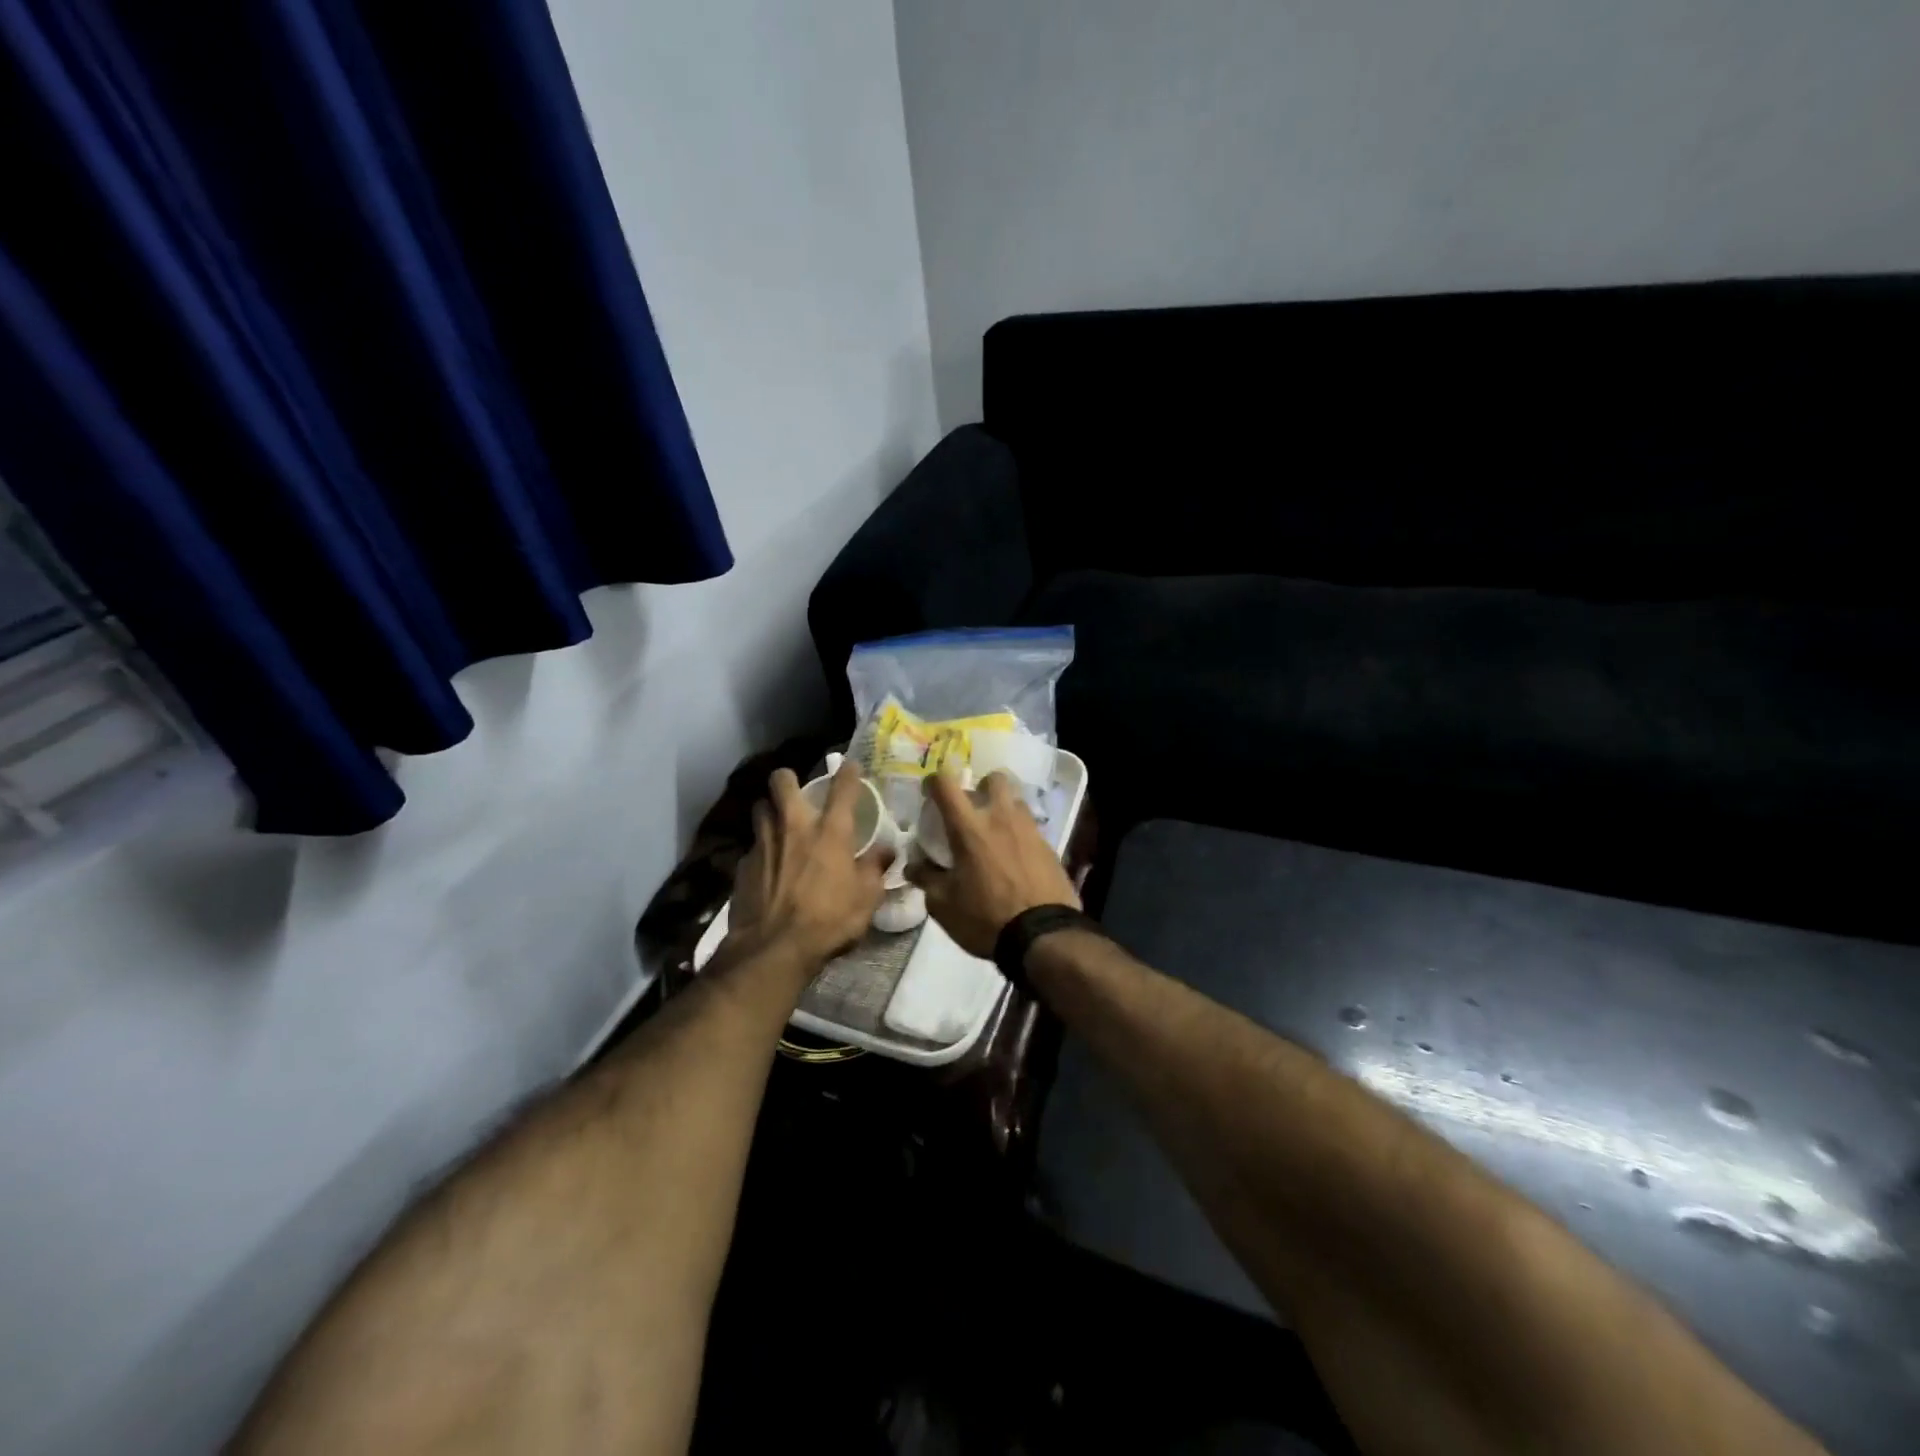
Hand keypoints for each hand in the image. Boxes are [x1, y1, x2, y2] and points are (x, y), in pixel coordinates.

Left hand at [728, 763, 891, 970]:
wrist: (773, 950)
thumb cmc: (829, 921)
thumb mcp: (866, 899)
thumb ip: (875, 868)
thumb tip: (886, 850)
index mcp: (830, 832)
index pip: (842, 788)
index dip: (849, 772)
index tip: (851, 767)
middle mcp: (793, 827)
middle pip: (782, 781)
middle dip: (788, 779)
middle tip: (797, 791)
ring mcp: (763, 843)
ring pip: (760, 808)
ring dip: (770, 811)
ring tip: (779, 826)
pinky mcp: (742, 865)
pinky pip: (752, 846)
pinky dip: (761, 850)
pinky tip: (768, 867)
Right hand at [906, 771, 1079, 957]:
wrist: (1043, 936)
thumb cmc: (985, 918)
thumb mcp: (943, 905)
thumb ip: (926, 879)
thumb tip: (914, 866)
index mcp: (970, 828)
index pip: (947, 786)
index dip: (934, 781)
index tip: (929, 791)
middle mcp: (1001, 819)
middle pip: (995, 778)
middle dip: (982, 786)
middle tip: (973, 807)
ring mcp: (1030, 830)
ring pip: (1017, 801)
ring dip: (1004, 808)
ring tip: (996, 832)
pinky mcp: (1050, 847)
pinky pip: (1032, 828)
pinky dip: (1020, 834)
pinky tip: (1015, 858)